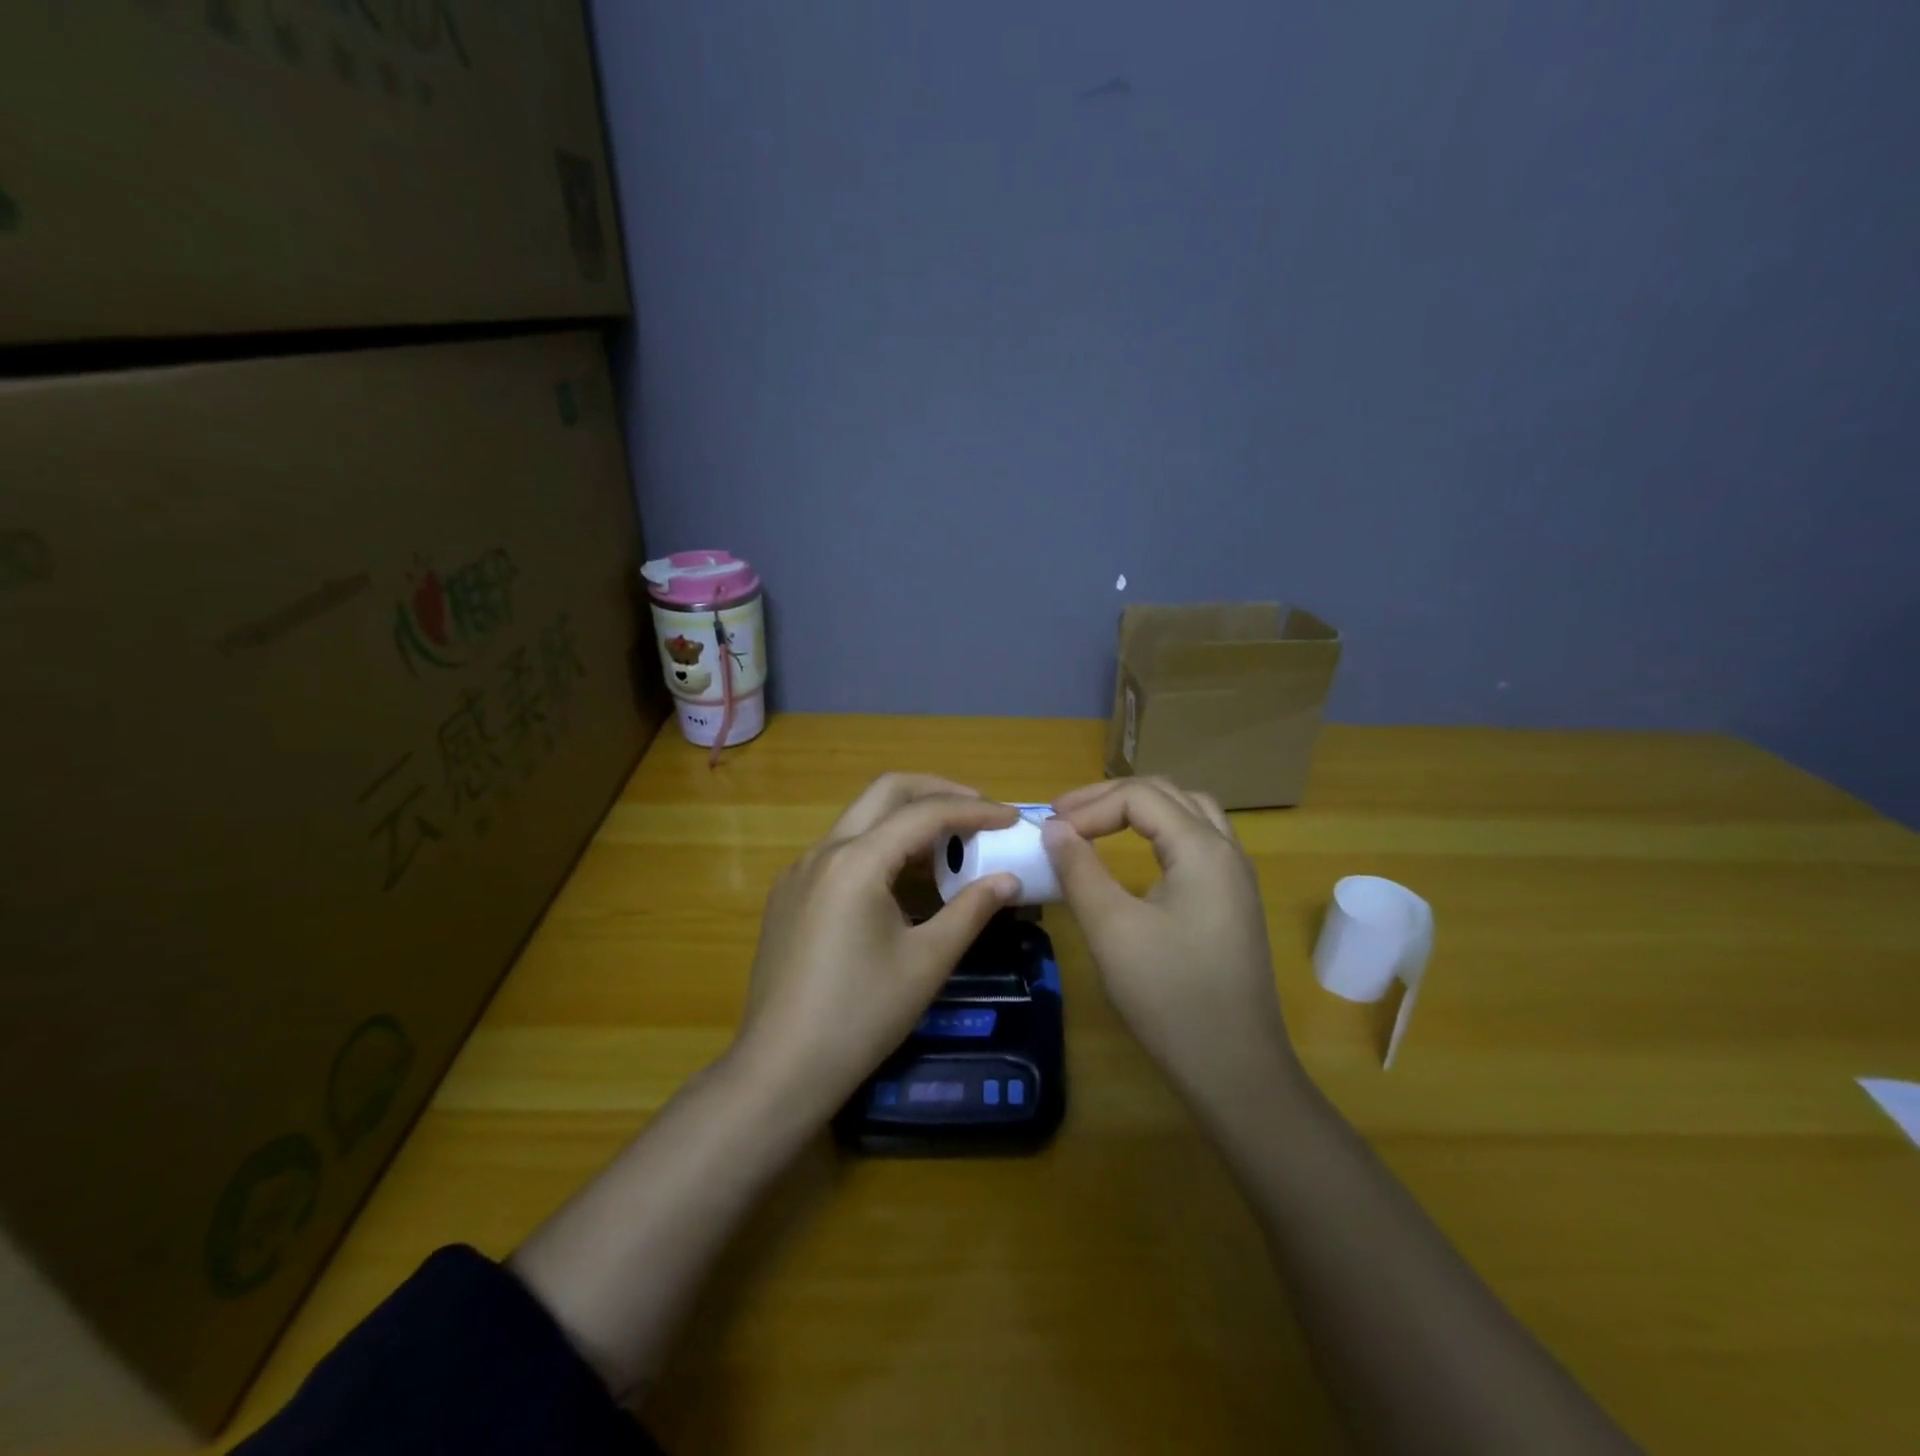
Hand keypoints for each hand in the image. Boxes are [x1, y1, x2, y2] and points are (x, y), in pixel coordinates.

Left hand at [732, 774, 1020, 1121]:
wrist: (780, 1069)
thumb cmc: (860, 1016)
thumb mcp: (927, 963)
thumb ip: (971, 911)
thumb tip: (1009, 880)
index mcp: (856, 861)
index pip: (924, 813)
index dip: (975, 811)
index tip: (1011, 819)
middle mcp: (823, 851)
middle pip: (885, 792)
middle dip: (936, 792)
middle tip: (978, 811)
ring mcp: (799, 871)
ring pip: (861, 819)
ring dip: (907, 819)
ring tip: (949, 847)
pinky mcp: (789, 894)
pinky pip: (842, 850)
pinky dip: (880, 847)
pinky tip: (902, 882)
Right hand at [1042, 778, 1299, 1113]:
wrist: (1236, 1070)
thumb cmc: (1170, 997)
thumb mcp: (1112, 929)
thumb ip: (1079, 870)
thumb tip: (1054, 828)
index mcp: (1203, 849)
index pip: (1140, 797)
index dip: (1089, 807)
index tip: (1050, 833)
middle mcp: (1226, 851)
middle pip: (1167, 794)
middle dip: (1111, 798)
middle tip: (1065, 816)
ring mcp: (1236, 877)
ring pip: (1188, 814)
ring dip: (1140, 810)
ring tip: (1097, 824)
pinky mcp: (1232, 902)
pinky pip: (1197, 842)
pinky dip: (1160, 833)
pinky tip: (1137, 857)